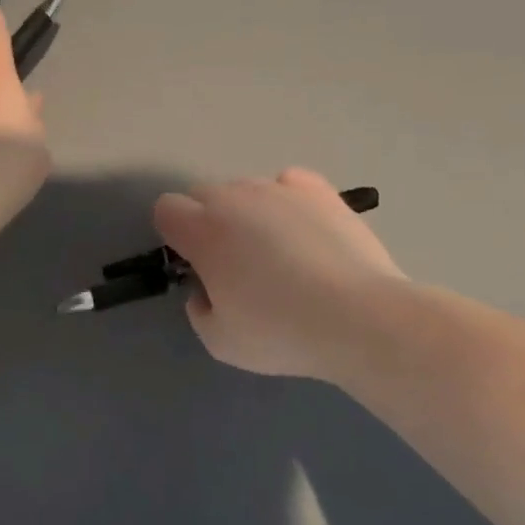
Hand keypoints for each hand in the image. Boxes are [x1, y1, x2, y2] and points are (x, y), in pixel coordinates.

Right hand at [153, 168, 404, 379]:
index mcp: (202, 230)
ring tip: (277, 252)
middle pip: (203, 194)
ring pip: (246, 189)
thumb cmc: (280, 332)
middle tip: (233, 264)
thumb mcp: (218, 341)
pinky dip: (286, 201)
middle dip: (207, 222)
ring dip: (247, 213)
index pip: (165, 209)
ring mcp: (280, 189)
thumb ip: (198, 308)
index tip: (195, 265)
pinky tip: (302, 230)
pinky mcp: (321, 191)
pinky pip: (288, 184)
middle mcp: (236, 197)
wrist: (359, 318)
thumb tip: (206, 290)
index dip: (175, 237)